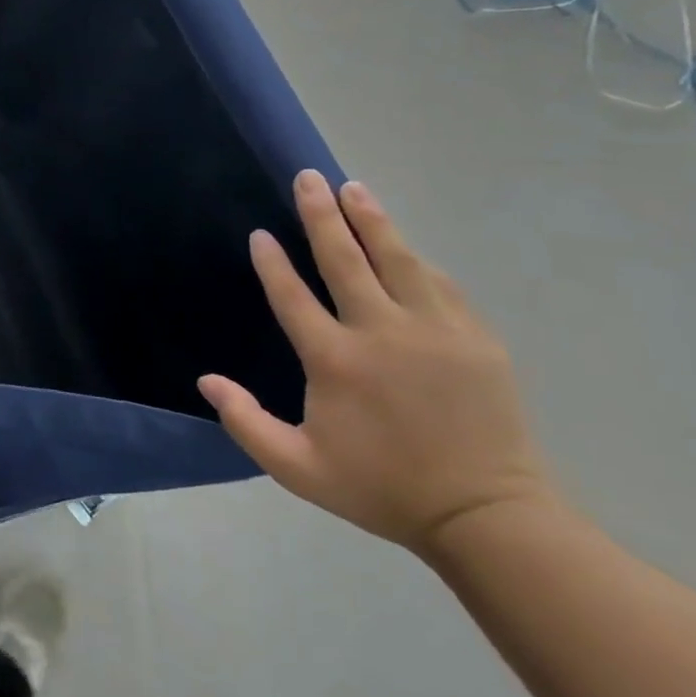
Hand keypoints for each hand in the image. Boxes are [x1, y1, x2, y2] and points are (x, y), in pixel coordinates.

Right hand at [198, 172, 554, 559]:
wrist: (489, 519)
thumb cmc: (383, 489)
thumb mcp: (299, 469)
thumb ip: (246, 424)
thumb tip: (206, 380)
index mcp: (335, 360)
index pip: (292, 295)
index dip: (272, 261)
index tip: (260, 233)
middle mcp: (381, 333)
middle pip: (345, 259)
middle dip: (321, 215)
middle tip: (308, 177)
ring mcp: (434, 332)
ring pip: (397, 259)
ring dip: (371, 220)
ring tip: (353, 188)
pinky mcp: (475, 340)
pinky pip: (439, 285)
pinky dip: (415, 259)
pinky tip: (403, 245)